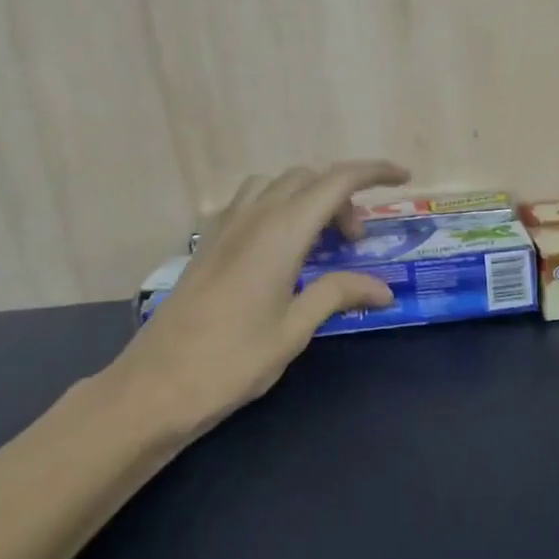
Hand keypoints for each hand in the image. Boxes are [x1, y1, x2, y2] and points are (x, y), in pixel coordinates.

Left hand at [108, 160, 409, 431]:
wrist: (155, 386)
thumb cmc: (232, 361)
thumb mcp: (295, 329)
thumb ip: (339, 294)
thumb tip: (384, 288)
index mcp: (281, 233)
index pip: (336, 181)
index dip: (373, 172)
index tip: (402, 177)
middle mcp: (253, 217)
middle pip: (308, 179)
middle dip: (342, 197)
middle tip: (356, 244)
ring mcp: (225, 227)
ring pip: (276, 185)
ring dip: (307, 199)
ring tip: (320, 243)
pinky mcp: (208, 243)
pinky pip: (250, 203)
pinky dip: (278, 208)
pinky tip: (281, 250)